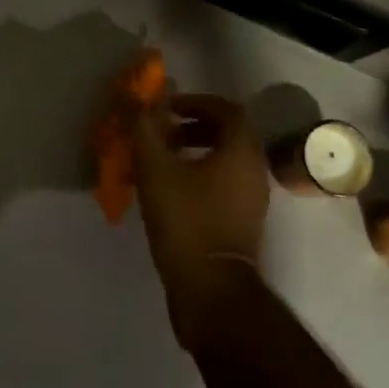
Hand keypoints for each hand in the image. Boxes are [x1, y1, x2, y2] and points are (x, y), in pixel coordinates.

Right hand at [131, 93, 271, 349]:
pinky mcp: (243, 222)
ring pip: (227, 160)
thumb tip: (135, 96)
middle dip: (194, 125)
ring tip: (161, 158)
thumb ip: (144, 128)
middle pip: (230, 133)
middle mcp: (254, 171)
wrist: (211, 291)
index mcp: (241, 152)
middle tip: (163, 129)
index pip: (228, 110)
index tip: (168, 107)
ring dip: (196, 150)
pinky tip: (170, 188)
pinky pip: (225, 183)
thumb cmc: (186, 221)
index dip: (197, 101)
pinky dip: (200, 174)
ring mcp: (252, 200)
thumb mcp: (156, 169)